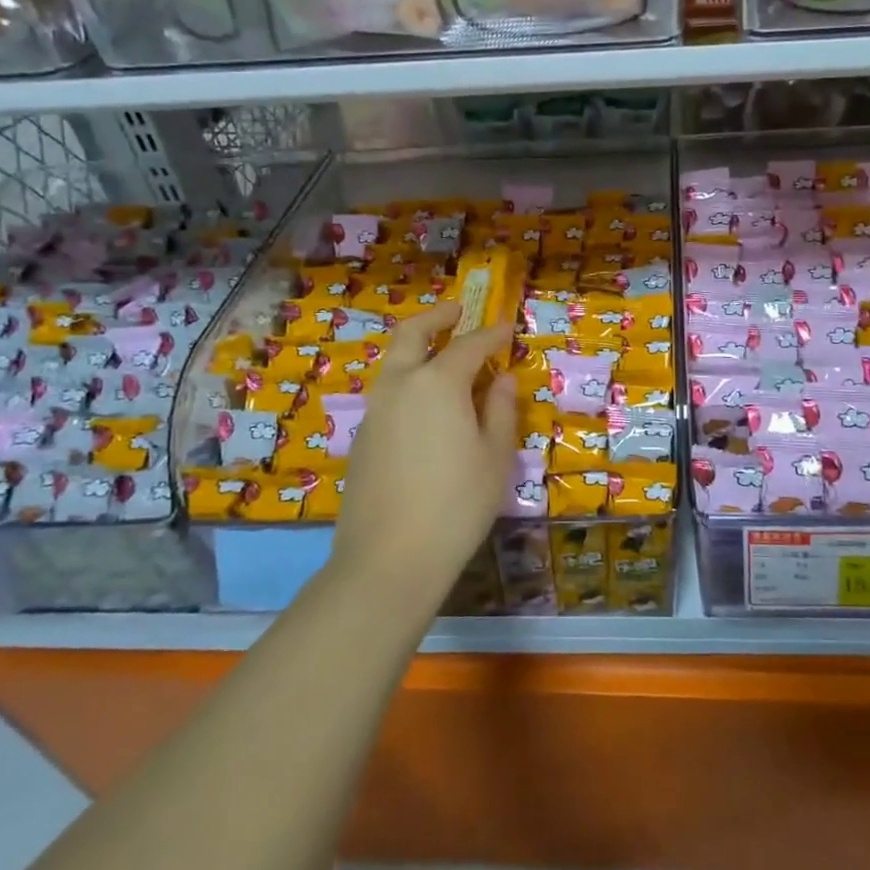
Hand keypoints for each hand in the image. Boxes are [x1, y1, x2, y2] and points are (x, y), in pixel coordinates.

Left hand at [332, 302, 515, 615]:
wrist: (389, 558)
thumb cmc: (457, 504)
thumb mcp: (494, 456)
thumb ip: (500, 410)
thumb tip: (502, 379)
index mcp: (437, 382)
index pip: (469, 345)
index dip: (491, 334)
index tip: (507, 328)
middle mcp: (400, 385)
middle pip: (412, 334)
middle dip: (436, 317)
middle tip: (456, 311)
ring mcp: (374, 411)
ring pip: (393, 363)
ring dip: (417, 348)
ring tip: (442, 356)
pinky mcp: (362, 438)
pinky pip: (387, 393)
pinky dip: (407, 381)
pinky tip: (425, 406)